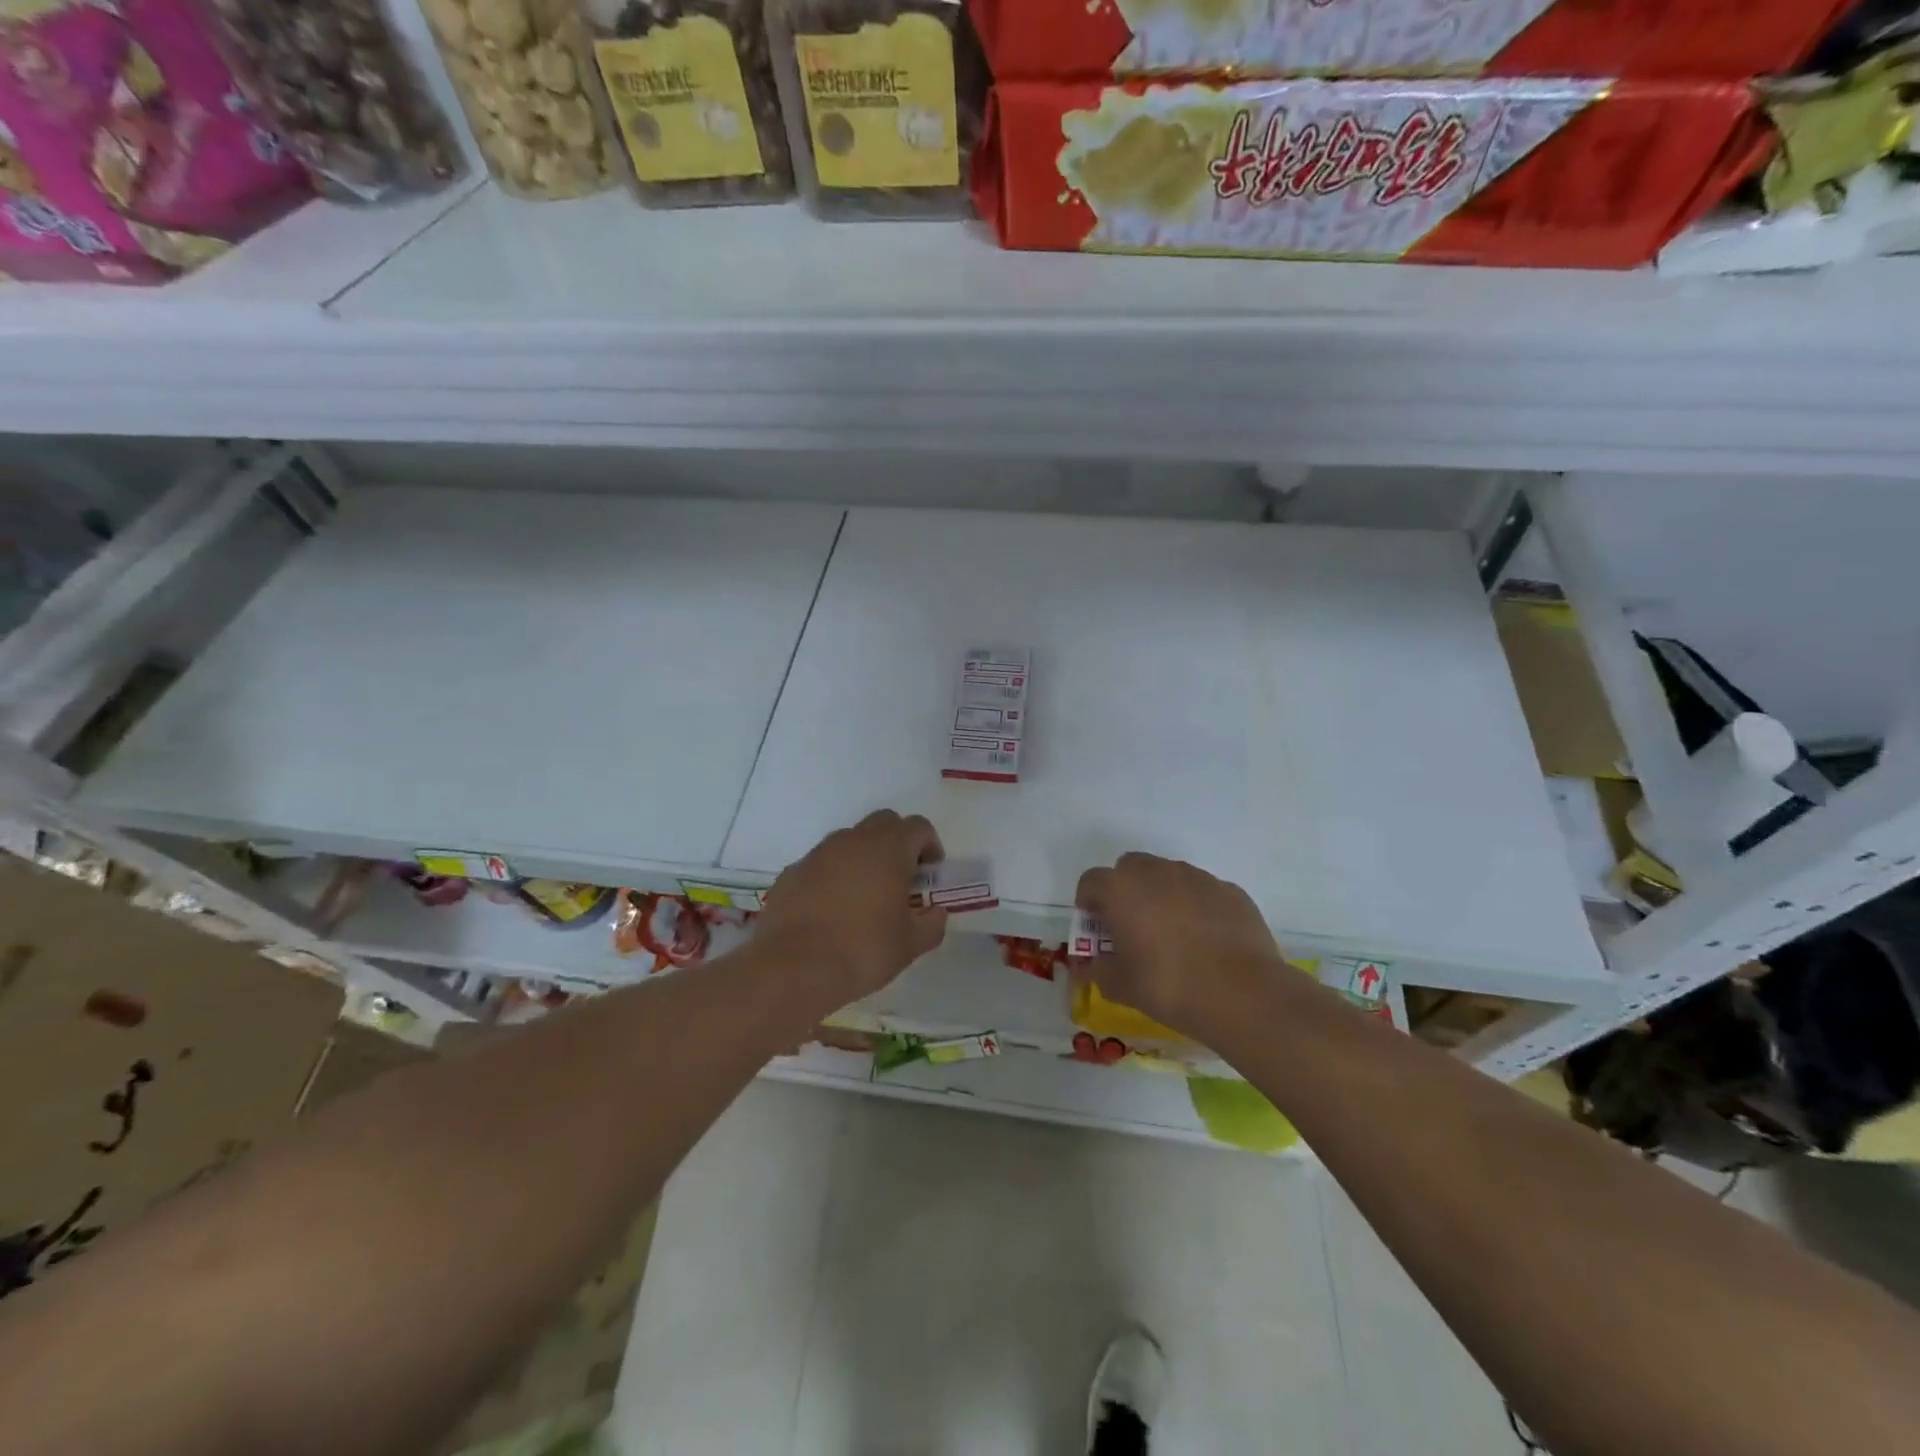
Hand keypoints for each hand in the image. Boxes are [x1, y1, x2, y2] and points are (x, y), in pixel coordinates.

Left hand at [756, 810, 948, 1008]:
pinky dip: (832, 875)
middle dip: (897, 842)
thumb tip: (935, 913)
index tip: (929, 873)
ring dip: (863, 856)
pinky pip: (820, 863)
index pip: (918, 827)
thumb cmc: (863, 950)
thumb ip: (931, 924)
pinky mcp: (792, 872)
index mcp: (889, 850)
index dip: (929, 845)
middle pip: (883, 822)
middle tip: (900, 878)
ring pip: (849, 839)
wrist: (794, 968)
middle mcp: (853, 841)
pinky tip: (830, 909)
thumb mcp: (911, 945)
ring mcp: (818, 854)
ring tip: (864, 895)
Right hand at [1074, 852, 1287, 1040]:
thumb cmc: (1168, 985)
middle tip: (1132, 926)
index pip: (1091, 882)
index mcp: (1121, 888)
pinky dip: (1197, 907)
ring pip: (1168, 876)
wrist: (1242, 993)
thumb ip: (1098, 969)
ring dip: (1162, 896)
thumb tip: (1092, 964)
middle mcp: (1157, 872)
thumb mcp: (1119, 986)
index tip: (1098, 929)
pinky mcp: (1230, 890)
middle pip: (1130, 868)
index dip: (1089, 904)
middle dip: (1125, 891)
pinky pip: (1202, 892)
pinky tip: (1207, 941)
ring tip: (1173, 936)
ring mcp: (1197, 877)